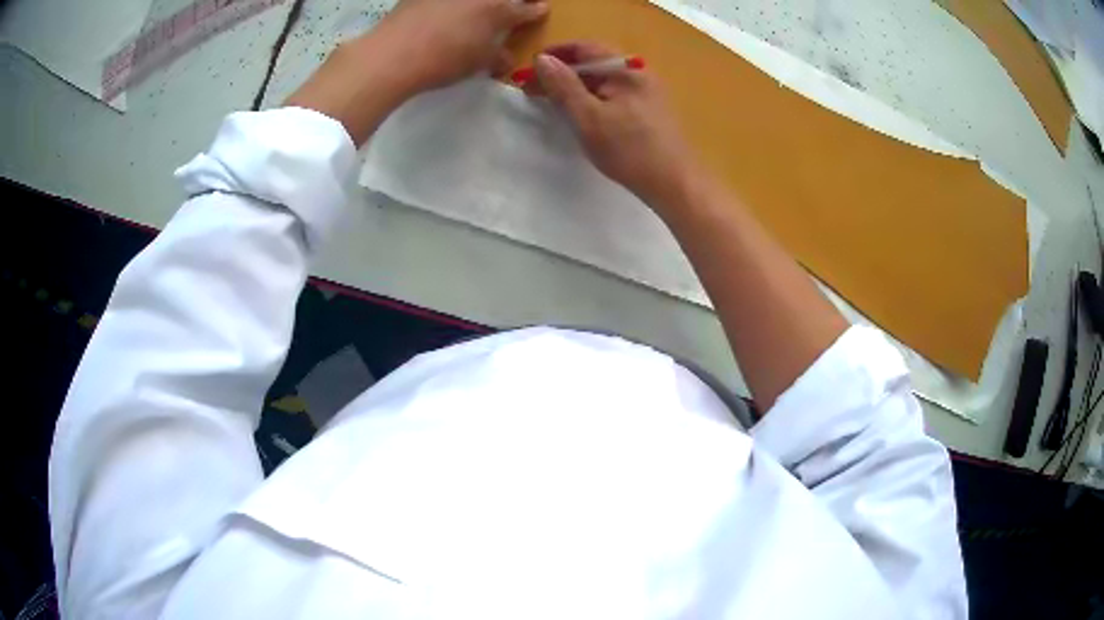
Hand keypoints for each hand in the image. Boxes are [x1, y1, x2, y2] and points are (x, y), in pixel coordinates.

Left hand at [376, 0, 548, 91]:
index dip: (536, 10)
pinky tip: (446, 11)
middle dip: (511, 2)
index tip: (541, 9)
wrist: (393, 54)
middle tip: (509, 6)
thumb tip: (505, 59)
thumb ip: (497, 58)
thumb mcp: (477, 63)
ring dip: (480, 3)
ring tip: (478, 8)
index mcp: (500, 9)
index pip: (527, 8)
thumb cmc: (444, 60)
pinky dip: (450, 4)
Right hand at [529, 42, 698, 209]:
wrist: (674, 184)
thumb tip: (541, 59)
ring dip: (574, 86)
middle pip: (593, 62)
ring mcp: (646, 90)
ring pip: (602, 79)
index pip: (583, 48)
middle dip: (561, 72)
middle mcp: (638, 72)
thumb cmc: (629, 150)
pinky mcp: (648, 108)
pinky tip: (578, 112)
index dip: (553, 55)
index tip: (527, 71)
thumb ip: (563, 86)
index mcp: (626, 68)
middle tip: (532, 89)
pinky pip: (613, 93)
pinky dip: (591, 97)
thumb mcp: (588, 117)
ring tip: (550, 101)